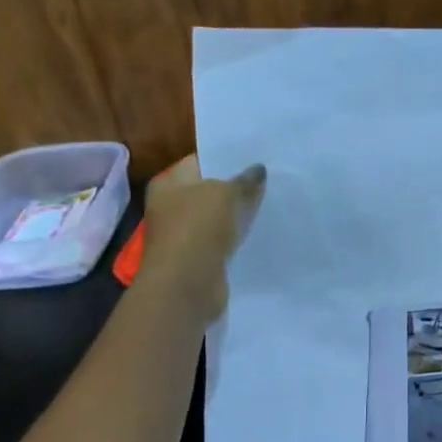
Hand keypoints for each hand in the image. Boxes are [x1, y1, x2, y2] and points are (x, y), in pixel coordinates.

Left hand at [140, 157, 265, 319]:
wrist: (186, 285)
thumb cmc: (197, 229)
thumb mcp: (225, 194)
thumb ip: (244, 180)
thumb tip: (258, 169)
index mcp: (169, 183)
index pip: (200, 161)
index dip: (226, 158)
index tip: (256, 156)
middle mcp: (171, 206)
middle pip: (209, 190)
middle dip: (236, 186)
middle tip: (270, 178)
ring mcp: (184, 234)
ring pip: (218, 217)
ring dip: (239, 214)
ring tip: (272, 202)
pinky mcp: (199, 258)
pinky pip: (223, 240)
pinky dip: (238, 237)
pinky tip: (262, 231)